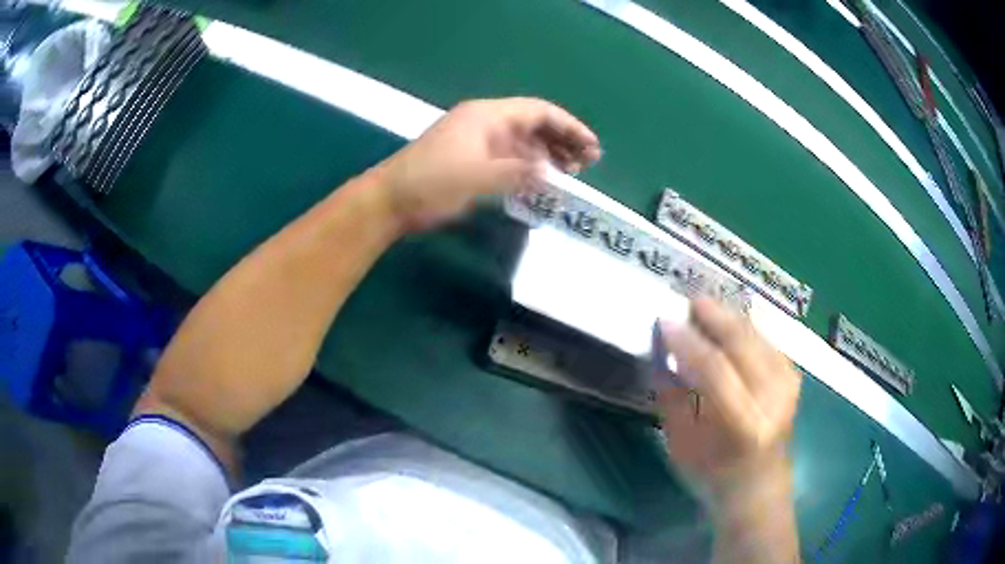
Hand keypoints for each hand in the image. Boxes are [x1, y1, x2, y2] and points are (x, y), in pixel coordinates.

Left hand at [374, 97, 600, 231]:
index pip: (539, 111)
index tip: (592, 148)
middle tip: (588, 164)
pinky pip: (509, 157)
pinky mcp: (471, 160)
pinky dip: (529, 166)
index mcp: (487, 116)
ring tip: (572, 173)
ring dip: (548, 153)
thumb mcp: (477, 178)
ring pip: (523, 141)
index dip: (569, 127)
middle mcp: (485, 123)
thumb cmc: (430, 184)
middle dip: (563, 140)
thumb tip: (551, 174)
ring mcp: (477, 141)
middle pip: (534, 124)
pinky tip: (542, 180)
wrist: (389, 201)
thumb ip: (518, 173)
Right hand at [657, 298, 800, 505]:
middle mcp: (773, 398)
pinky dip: (743, 327)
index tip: (665, 320)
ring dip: (728, 316)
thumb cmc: (713, 474)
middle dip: (713, 315)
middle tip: (687, 300)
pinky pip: (765, 338)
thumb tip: (661, 350)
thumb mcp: (681, 444)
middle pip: (742, 341)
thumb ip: (671, 395)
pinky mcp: (793, 375)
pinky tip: (727, 325)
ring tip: (703, 308)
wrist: (760, 485)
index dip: (688, 341)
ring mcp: (788, 384)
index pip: (715, 369)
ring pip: (756, 333)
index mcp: (743, 425)